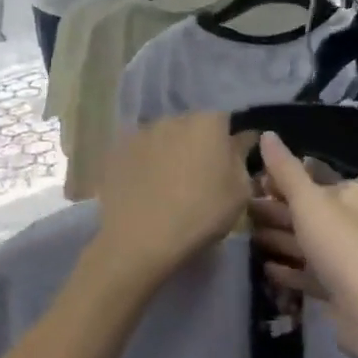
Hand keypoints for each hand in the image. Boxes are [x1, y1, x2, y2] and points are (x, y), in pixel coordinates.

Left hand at [89, 113, 251, 289]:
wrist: (141, 239)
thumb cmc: (201, 214)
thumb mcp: (239, 192)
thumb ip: (241, 158)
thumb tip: (240, 140)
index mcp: (208, 122)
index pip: (225, 121)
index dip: (228, 141)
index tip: (228, 163)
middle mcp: (173, 118)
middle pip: (192, 125)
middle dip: (197, 143)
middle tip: (199, 175)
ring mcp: (141, 133)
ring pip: (163, 137)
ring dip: (169, 152)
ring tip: (168, 184)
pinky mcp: (116, 151)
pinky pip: (139, 153)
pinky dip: (145, 164)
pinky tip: (145, 188)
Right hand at [250, 132, 357, 357]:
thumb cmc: (339, 245)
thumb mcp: (308, 201)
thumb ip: (285, 170)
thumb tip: (267, 134)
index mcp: (351, 195)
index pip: (313, 177)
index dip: (283, 178)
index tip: (251, 181)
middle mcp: (351, 221)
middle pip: (307, 210)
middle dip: (275, 209)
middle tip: (240, 209)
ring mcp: (345, 256)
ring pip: (305, 242)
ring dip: (277, 238)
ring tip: (246, 236)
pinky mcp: (337, 286)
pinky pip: (307, 272)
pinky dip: (287, 268)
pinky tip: (265, 267)